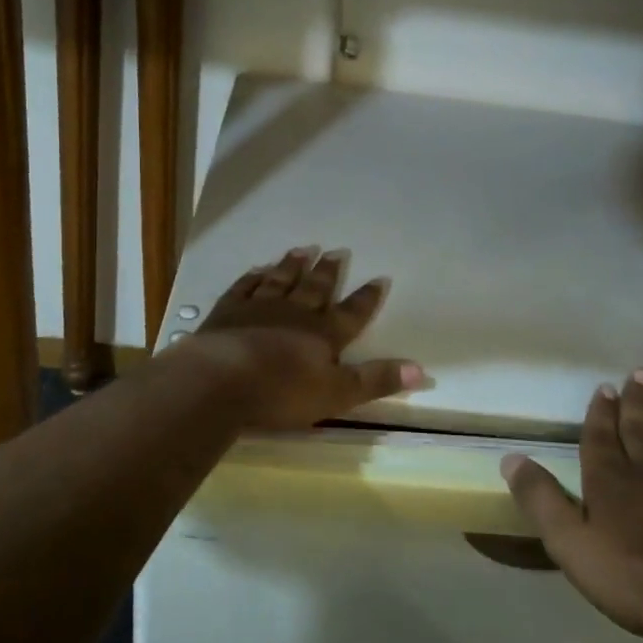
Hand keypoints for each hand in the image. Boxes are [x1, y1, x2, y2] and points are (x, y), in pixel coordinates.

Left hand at [179, 246, 426, 429]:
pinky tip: (257, 269)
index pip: (352, 313)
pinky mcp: (227, 311)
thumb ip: (376, 381)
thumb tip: (422, 370)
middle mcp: (294, 313)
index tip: (379, 278)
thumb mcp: (337, 394)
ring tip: (303, 249)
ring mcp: (258, 308)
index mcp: (322, 334)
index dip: (367, 298)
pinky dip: (253, 277)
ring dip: (293, 265)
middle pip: (315, 288)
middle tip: (336, 251)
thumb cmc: (281, 392)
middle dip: (328, 272)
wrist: (220, 380)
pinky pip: (244, 287)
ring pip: (280, 280)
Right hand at [501, 370, 642, 642]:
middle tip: (640, 373)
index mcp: (610, 478)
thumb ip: (540, 499)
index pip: (602, 435)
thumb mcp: (570, 543)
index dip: (601, 411)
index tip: (605, 386)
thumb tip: (510, 458)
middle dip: (636, 401)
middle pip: (640, 428)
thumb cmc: (632, 577)